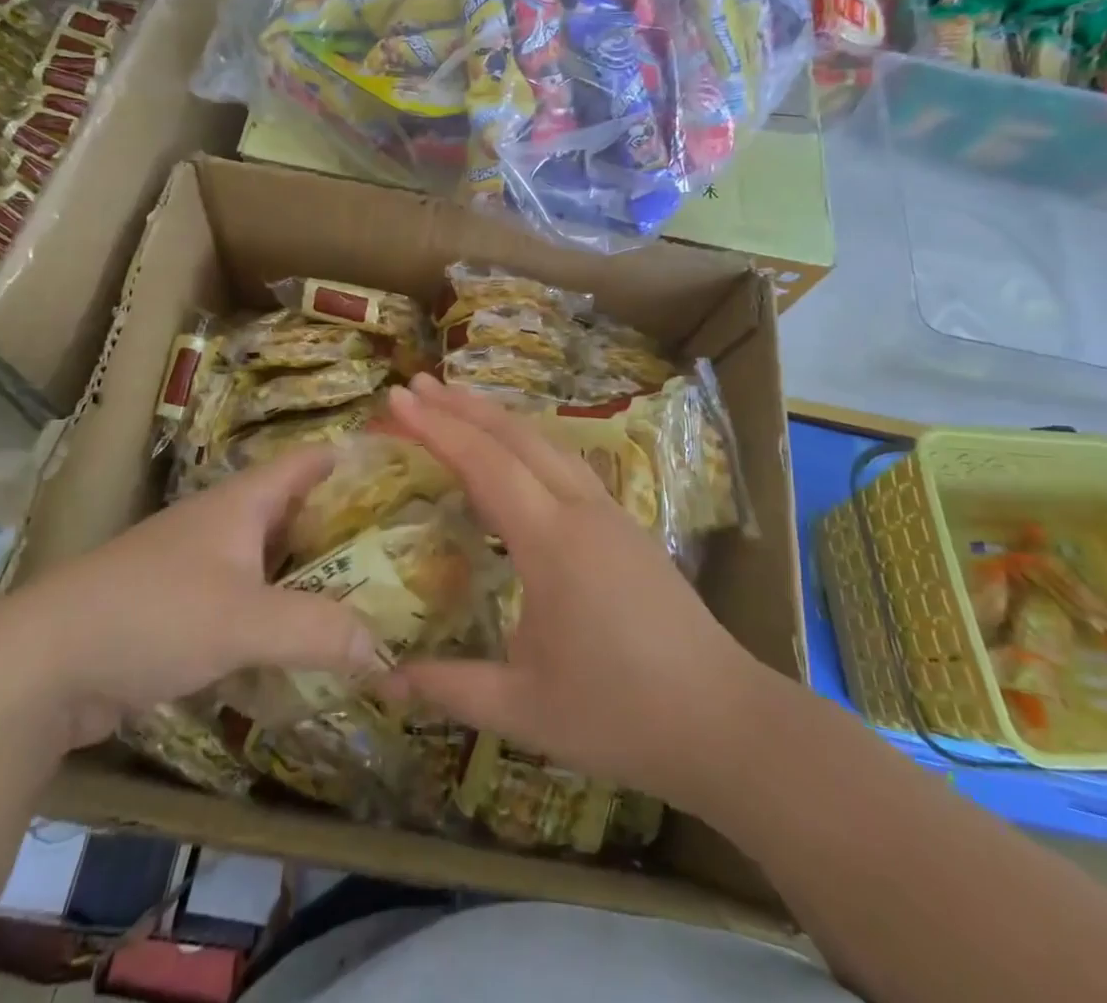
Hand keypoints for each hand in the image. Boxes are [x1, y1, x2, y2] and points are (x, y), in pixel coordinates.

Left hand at [0, 447, 387, 749]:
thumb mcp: (243, 620)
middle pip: (294, 513)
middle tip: (399, 549)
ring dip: (311, 577)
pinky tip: (304, 645)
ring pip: (271, 562)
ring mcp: (197, 569)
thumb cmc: (151, 616)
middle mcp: (222, 526)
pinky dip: (278, 617)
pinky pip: (246, 604)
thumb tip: (385, 650)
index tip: (400, 471)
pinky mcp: (179, 613)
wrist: (41, 666)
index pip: (307, 463)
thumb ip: (317, 631)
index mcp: (240, 504)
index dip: (350, 460)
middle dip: (343, 528)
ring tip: (366, 597)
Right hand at [379, 375, 772, 812]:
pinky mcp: (627, 528)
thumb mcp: (524, 709)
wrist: (725, 722)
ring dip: (499, 419)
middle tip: (417, 385)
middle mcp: (581, 511)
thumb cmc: (620, 715)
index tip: (397, 398)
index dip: (437, 427)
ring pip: (548, 444)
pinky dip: (528, 444)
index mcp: (552, 543)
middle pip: (517, 436)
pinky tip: (516, 461)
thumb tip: (381, 680)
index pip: (484, 464)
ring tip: (458, 406)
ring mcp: (610, 514)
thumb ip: (451, 688)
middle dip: (463, 406)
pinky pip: (567, 465)